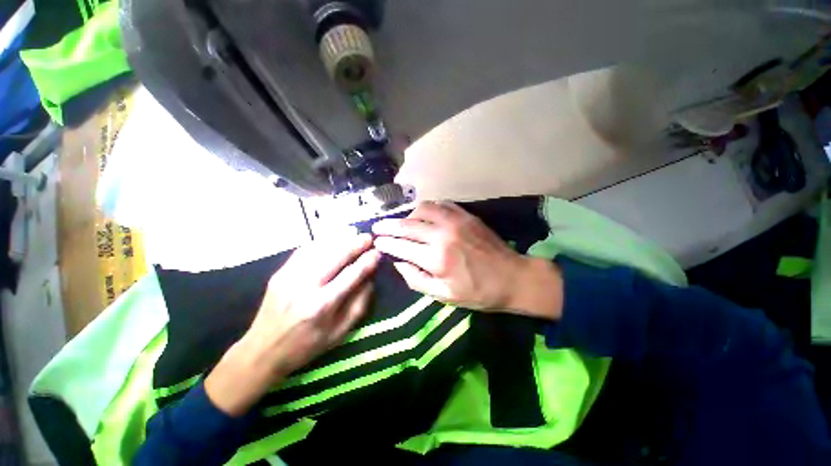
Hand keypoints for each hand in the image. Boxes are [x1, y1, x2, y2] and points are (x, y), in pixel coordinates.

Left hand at [205, 234, 379, 415]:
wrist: (263, 350)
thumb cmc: (307, 345)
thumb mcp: (340, 332)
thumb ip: (359, 303)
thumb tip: (371, 277)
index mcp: (322, 305)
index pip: (352, 274)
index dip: (367, 261)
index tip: (378, 252)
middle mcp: (305, 287)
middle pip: (336, 256)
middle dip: (356, 244)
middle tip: (369, 237)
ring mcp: (289, 277)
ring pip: (320, 249)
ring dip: (340, 239)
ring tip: (354, 235)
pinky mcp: (280, 273)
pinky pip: (304, 250)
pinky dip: (322, 242)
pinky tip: (332, 240)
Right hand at [372, 202, 562, 317]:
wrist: (513, 277)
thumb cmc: (478, 292)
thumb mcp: (444, 296)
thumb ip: (416, 279)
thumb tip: (398, 262)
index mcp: (436, 259)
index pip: (401, 246)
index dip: (386, 243)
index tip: (376, 241)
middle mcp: (442, 235)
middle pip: (407, 225)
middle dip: (388, 225)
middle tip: (377, 226)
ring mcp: (455, 221)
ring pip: (422, 208)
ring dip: (408, 215)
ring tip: (403, 223)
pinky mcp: (466, 215)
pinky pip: (441, 204)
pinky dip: (428, 208)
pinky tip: (425, 215)